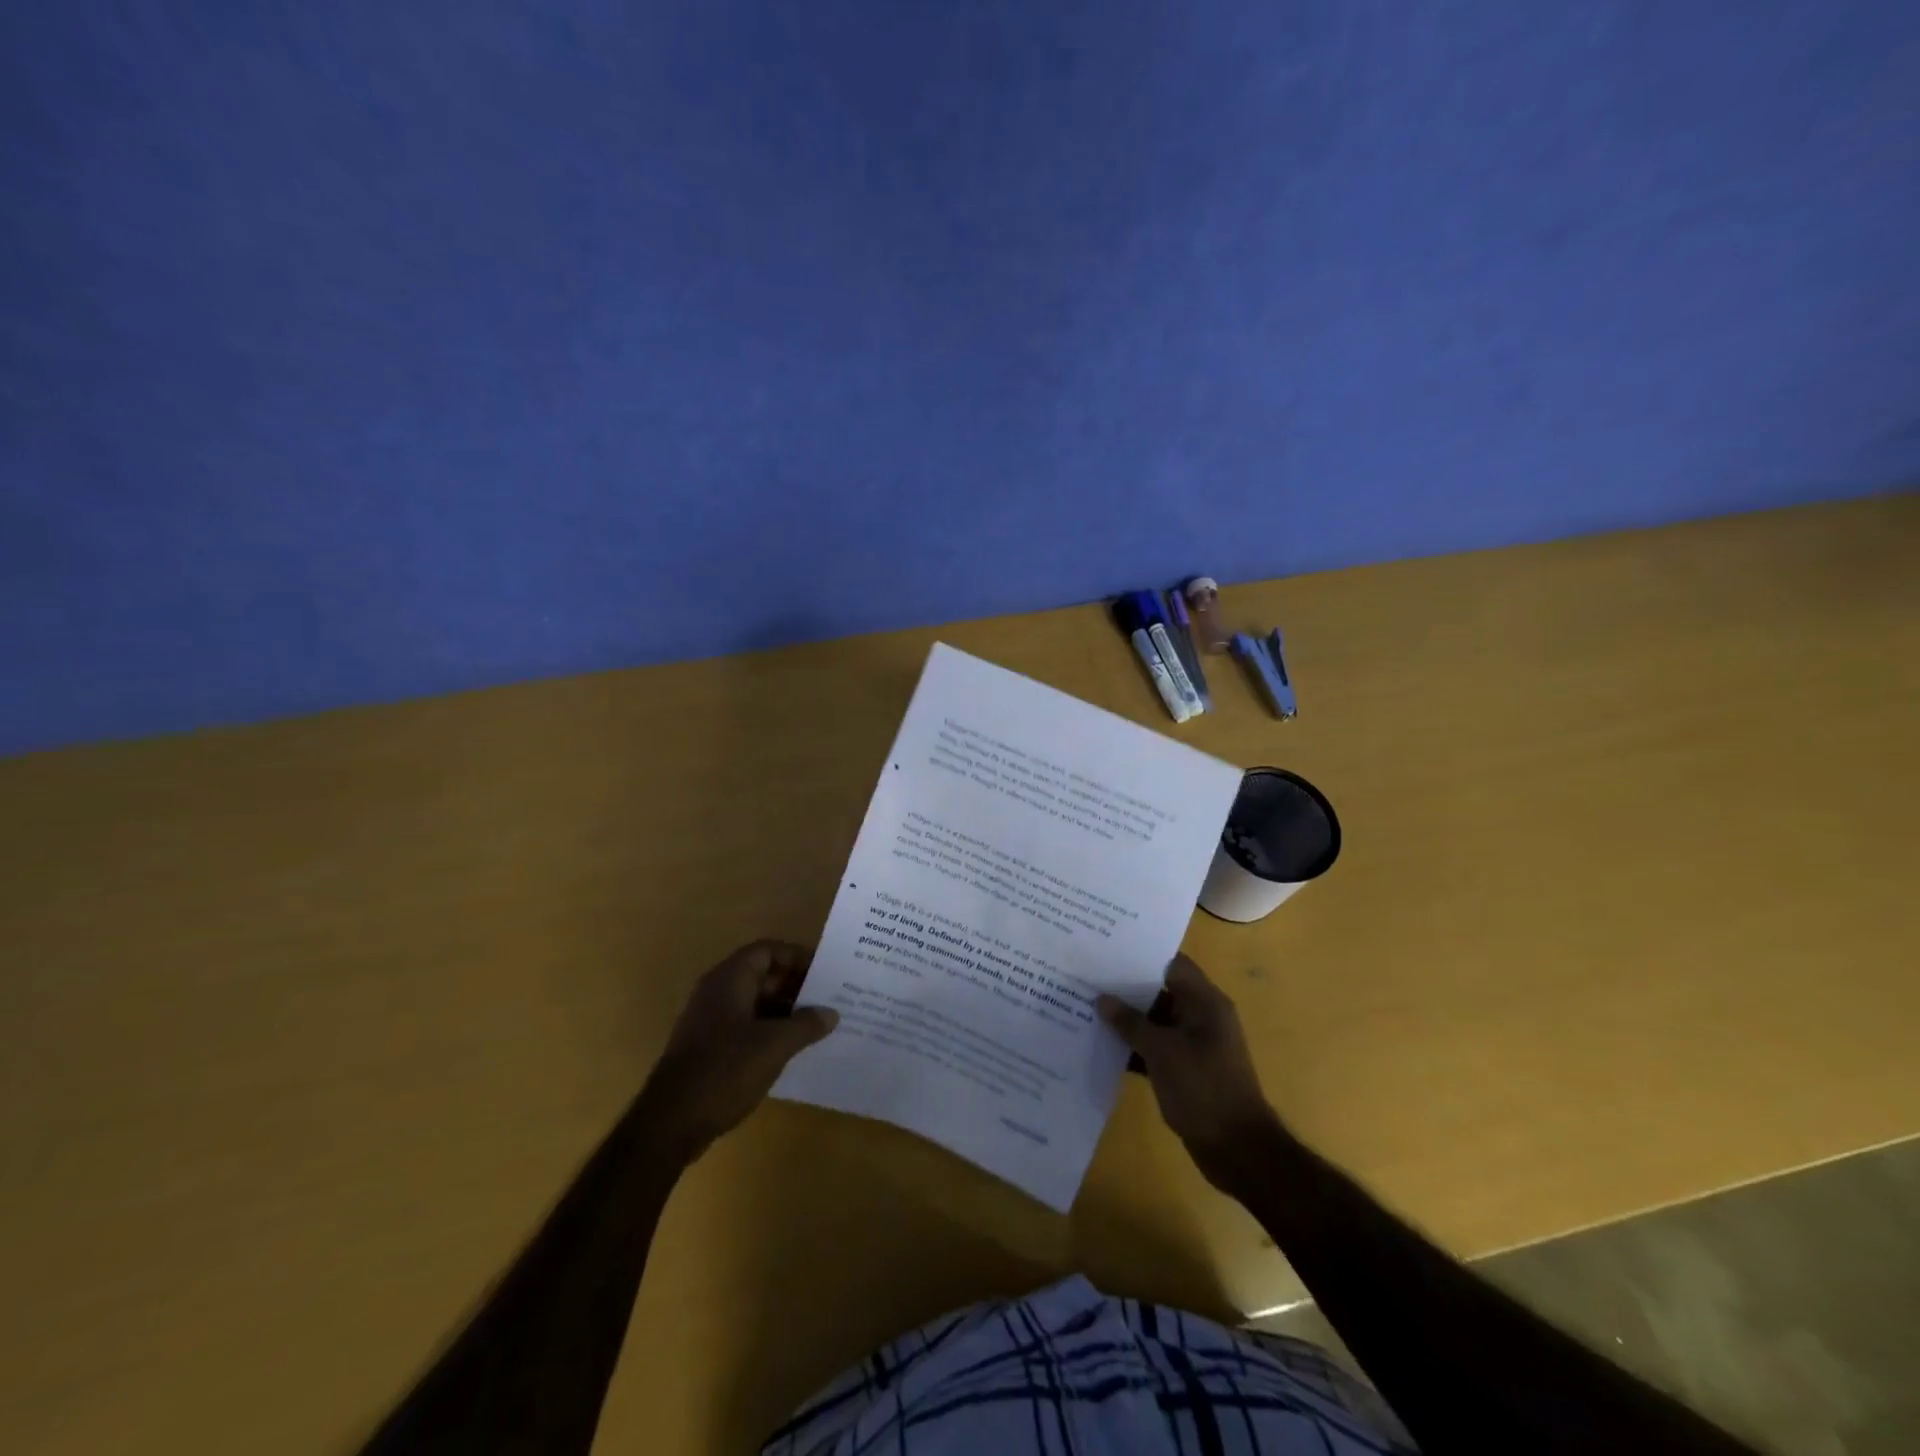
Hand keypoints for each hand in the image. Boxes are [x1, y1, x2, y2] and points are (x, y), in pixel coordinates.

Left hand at [636, 941, 837, 1162]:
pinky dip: (769, 1030)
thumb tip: (831, 1013)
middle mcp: (717, 991)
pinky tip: (791, 1049)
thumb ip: (806, 1024)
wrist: (670, 1123)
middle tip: (829, 1000)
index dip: (797, 957)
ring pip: (755, 1002)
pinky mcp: (708, 1046)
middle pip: (762, 975)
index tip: (825, 973)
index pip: (768, 951)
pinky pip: (745, 1025)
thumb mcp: (775, 1045)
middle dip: (796, 986)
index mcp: (730, 979)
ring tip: (818, 1025)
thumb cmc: (725, 1070)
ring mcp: (709, 1020)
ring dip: (785, 1010)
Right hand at [1097, 954, 1280, 1193]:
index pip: (1171, 964)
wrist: (1238, 1150)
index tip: (1105, 951)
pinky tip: (1102, 1047)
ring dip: (1127, 1020)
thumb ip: (1131, 1023)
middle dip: (1126, 988)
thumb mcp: (1162, 1051)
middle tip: (1087, 979)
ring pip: (1155, 1021)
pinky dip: (1134, 1047)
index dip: (1140, 956)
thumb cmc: (1203, 1089)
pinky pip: (1156, 1048)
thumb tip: (1103, 999)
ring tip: (1086, 1009)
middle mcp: (1202, 1017)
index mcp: (1205, 1002)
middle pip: (1160, 991)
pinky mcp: (1186, 1070)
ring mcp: (1195, 1045)